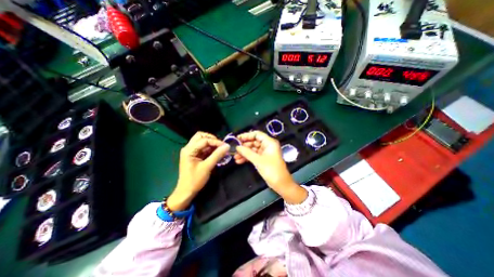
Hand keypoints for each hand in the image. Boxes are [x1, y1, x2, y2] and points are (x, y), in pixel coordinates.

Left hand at [165, 130, 227, 209]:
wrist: (186, 191)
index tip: (225, 146)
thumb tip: (227, 146)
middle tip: (220, 145)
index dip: (216, 142)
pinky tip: (216, 153)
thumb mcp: (207, 167)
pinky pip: (203, 148)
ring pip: (202, 141)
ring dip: (211, 144)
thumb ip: (217, 155)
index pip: (204, 140)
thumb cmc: (195, 180)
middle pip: (200, 136)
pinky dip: (210, 149)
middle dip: (212, 139)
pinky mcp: (194, 155)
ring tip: (220, 149)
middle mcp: (188, 148)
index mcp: (189, 150)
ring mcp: (191, 151)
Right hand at [234, 131, 306, 203]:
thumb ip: (247, 152)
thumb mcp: (258, 160)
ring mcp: (265, 153)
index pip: (257, 134)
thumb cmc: (271, 170)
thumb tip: (237, 147)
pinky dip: (247, 158)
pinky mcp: (263, 159)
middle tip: (234, 150)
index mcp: (269, 142)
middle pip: (254, 142)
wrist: (281, 184)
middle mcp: (267, 146)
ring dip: (244, 153)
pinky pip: (254, 156)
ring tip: (235, 157)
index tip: (237, 139)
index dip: (246, 135)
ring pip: (253, 149)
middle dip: (244, 146)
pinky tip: (239, 161)